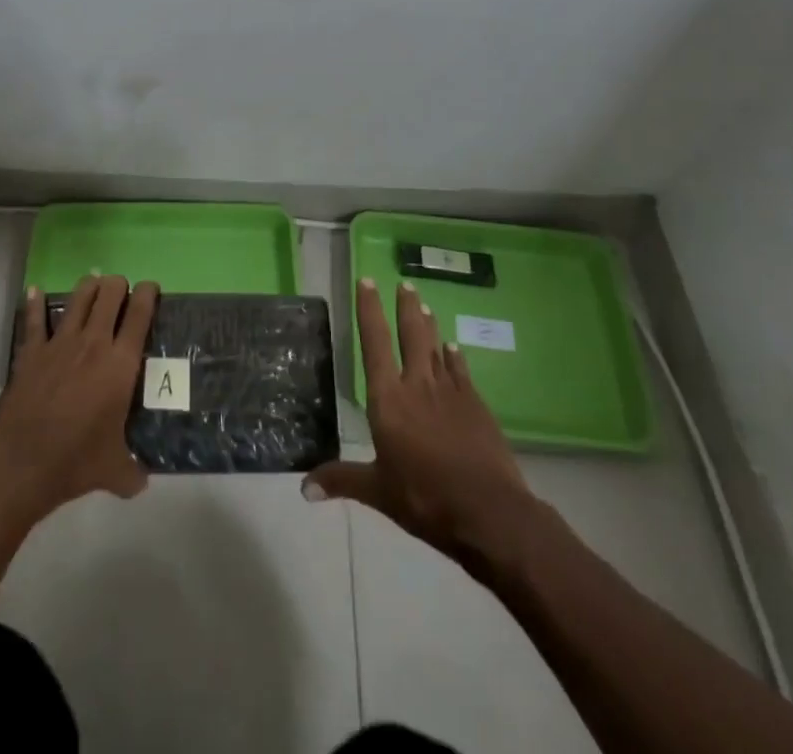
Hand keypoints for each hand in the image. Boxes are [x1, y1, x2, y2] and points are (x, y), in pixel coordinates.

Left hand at [0, 275, 159, 526]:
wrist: (21, 463)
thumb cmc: (75, 461)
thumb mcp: (114, 472)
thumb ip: (132, 472)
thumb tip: (141, 482)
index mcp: (121, 364)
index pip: (140, 314)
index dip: (148, 293)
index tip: (150, 287)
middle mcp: (93, 343)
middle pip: (110, 294)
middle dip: (118, 284)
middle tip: (121, 290)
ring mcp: (59, 343)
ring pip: (78, 297)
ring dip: (88, 287)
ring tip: (93, 285)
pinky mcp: (31, 351)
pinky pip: (34, 319)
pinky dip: (35, 303)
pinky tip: (35, 291)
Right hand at [303, 279, 536, 567]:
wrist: (489, 511)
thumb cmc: (425, 498)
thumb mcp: (378, 491)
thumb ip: (342, 480)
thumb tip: (303, 489)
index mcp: (388, 399)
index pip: (374, 343)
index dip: (369, 310)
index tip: (367, 282)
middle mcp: (417, 385)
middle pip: (410, 335)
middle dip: (405, 307)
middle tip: (404, 283)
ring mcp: (450, 393)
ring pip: (436, 348)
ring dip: (428, 325)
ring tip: (423, 303)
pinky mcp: (476, 406)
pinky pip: (460, 371)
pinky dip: (454, 356)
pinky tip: (453, 348)